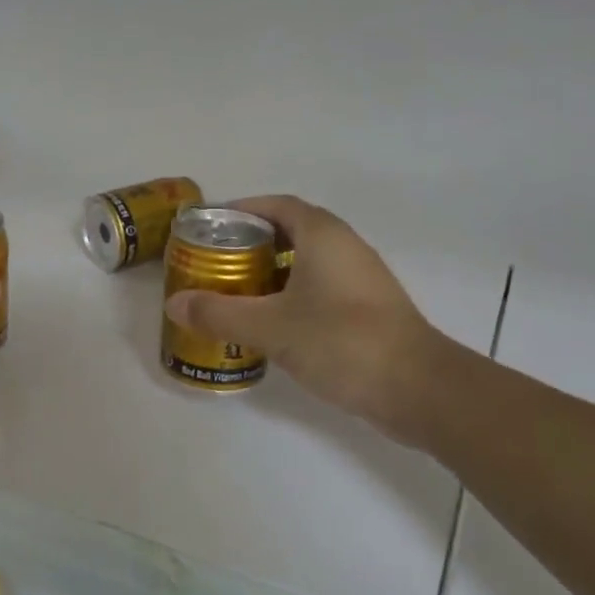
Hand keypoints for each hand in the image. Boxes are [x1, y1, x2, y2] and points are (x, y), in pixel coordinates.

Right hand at [164, 195, 460, 431]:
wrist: (419, 389)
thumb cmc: (342, 342)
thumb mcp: (271, 327)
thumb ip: (219, 314)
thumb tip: (174, 305)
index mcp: (322, 235)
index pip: (276, 205)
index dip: (242, 210)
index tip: (210, 227)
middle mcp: (344, 247)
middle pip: (289, 232)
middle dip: (250, 244)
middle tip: (214, 263)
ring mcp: (360, 279)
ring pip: (305, 263)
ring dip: (270, 272)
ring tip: (233, 293)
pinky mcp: (367, 309)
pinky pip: (319, 288)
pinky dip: (290, 295)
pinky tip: (269, 323)